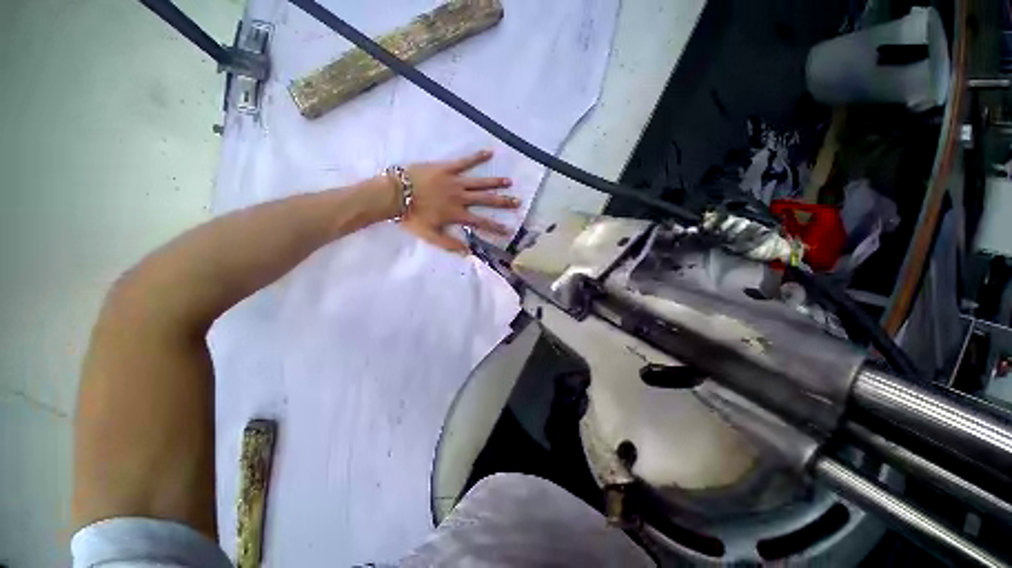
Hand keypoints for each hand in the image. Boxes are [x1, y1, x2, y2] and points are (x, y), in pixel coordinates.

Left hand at [398, 150, 519, 253]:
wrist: (394, 194)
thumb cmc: (411, 217)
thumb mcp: (430, 236)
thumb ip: (449, 244)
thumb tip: (468, 253)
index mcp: (457, 214)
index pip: (481, 222)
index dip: (496, 227)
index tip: (509, 229)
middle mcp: (460, 197)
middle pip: (486, 200)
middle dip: (503, 202)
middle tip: (518, 202)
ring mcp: (455, 181)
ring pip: (479, 182)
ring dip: (495, 182)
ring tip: (509, 182)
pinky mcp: (447, 168)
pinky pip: (465, 162)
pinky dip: (477, 157)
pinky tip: (490, 153)